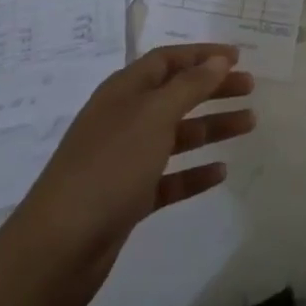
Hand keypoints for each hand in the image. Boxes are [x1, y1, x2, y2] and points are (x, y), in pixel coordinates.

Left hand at [0, 44, 254, 305]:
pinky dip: (194, 172)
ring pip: (176, 135)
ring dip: (211, 127)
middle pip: (176, 94)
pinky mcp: (127, 199)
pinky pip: (169, 178)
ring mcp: (124, 160)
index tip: (238, 57)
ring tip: (249, 125)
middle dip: (212, 89)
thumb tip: (218, 60)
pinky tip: (220, 173)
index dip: (202, 55)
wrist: (55, 250)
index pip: (167, 60)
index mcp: (124, 91)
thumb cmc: (108, 167)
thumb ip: (190, 86)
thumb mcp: (153, 116)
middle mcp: (124, 119)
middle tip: (250, 89)